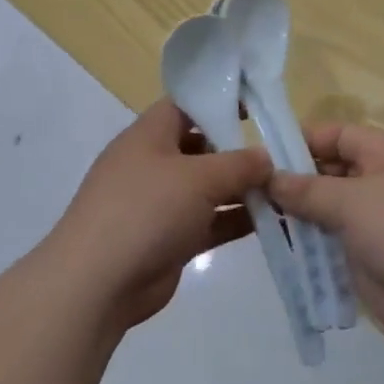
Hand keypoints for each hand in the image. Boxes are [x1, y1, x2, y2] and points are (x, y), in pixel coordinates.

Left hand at [47, 100, 271, 330]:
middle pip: (200, 147)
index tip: (256, 107)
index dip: (218, 101)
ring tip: (284, 187)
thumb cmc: (146, 210)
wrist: (99, 282)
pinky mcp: (169, 239)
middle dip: (236, 149)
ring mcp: (159, 203)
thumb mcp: (198, 178)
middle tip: (280, 152)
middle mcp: (153, 164)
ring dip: (241, 188)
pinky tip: (272, 220)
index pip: (185, 105)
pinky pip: (208, 221)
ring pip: (207, 187)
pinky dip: (234, 219)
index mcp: (148, 135)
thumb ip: (238, 164)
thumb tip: (266, 157)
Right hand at [270, 124, 383, 348]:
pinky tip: (280, 249)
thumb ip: (306, 189)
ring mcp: (376, 221)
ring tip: (257, 220)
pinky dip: (310, 244)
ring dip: (298, 215)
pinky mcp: (370, 256)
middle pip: (329, 171)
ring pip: (327, 209)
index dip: (301, 140)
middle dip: (294, 180)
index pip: (336, 134)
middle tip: (251, 192)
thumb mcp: (350, 201)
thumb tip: (270, 178)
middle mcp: (380, 181)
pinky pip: (333, 242)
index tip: (263, 155)